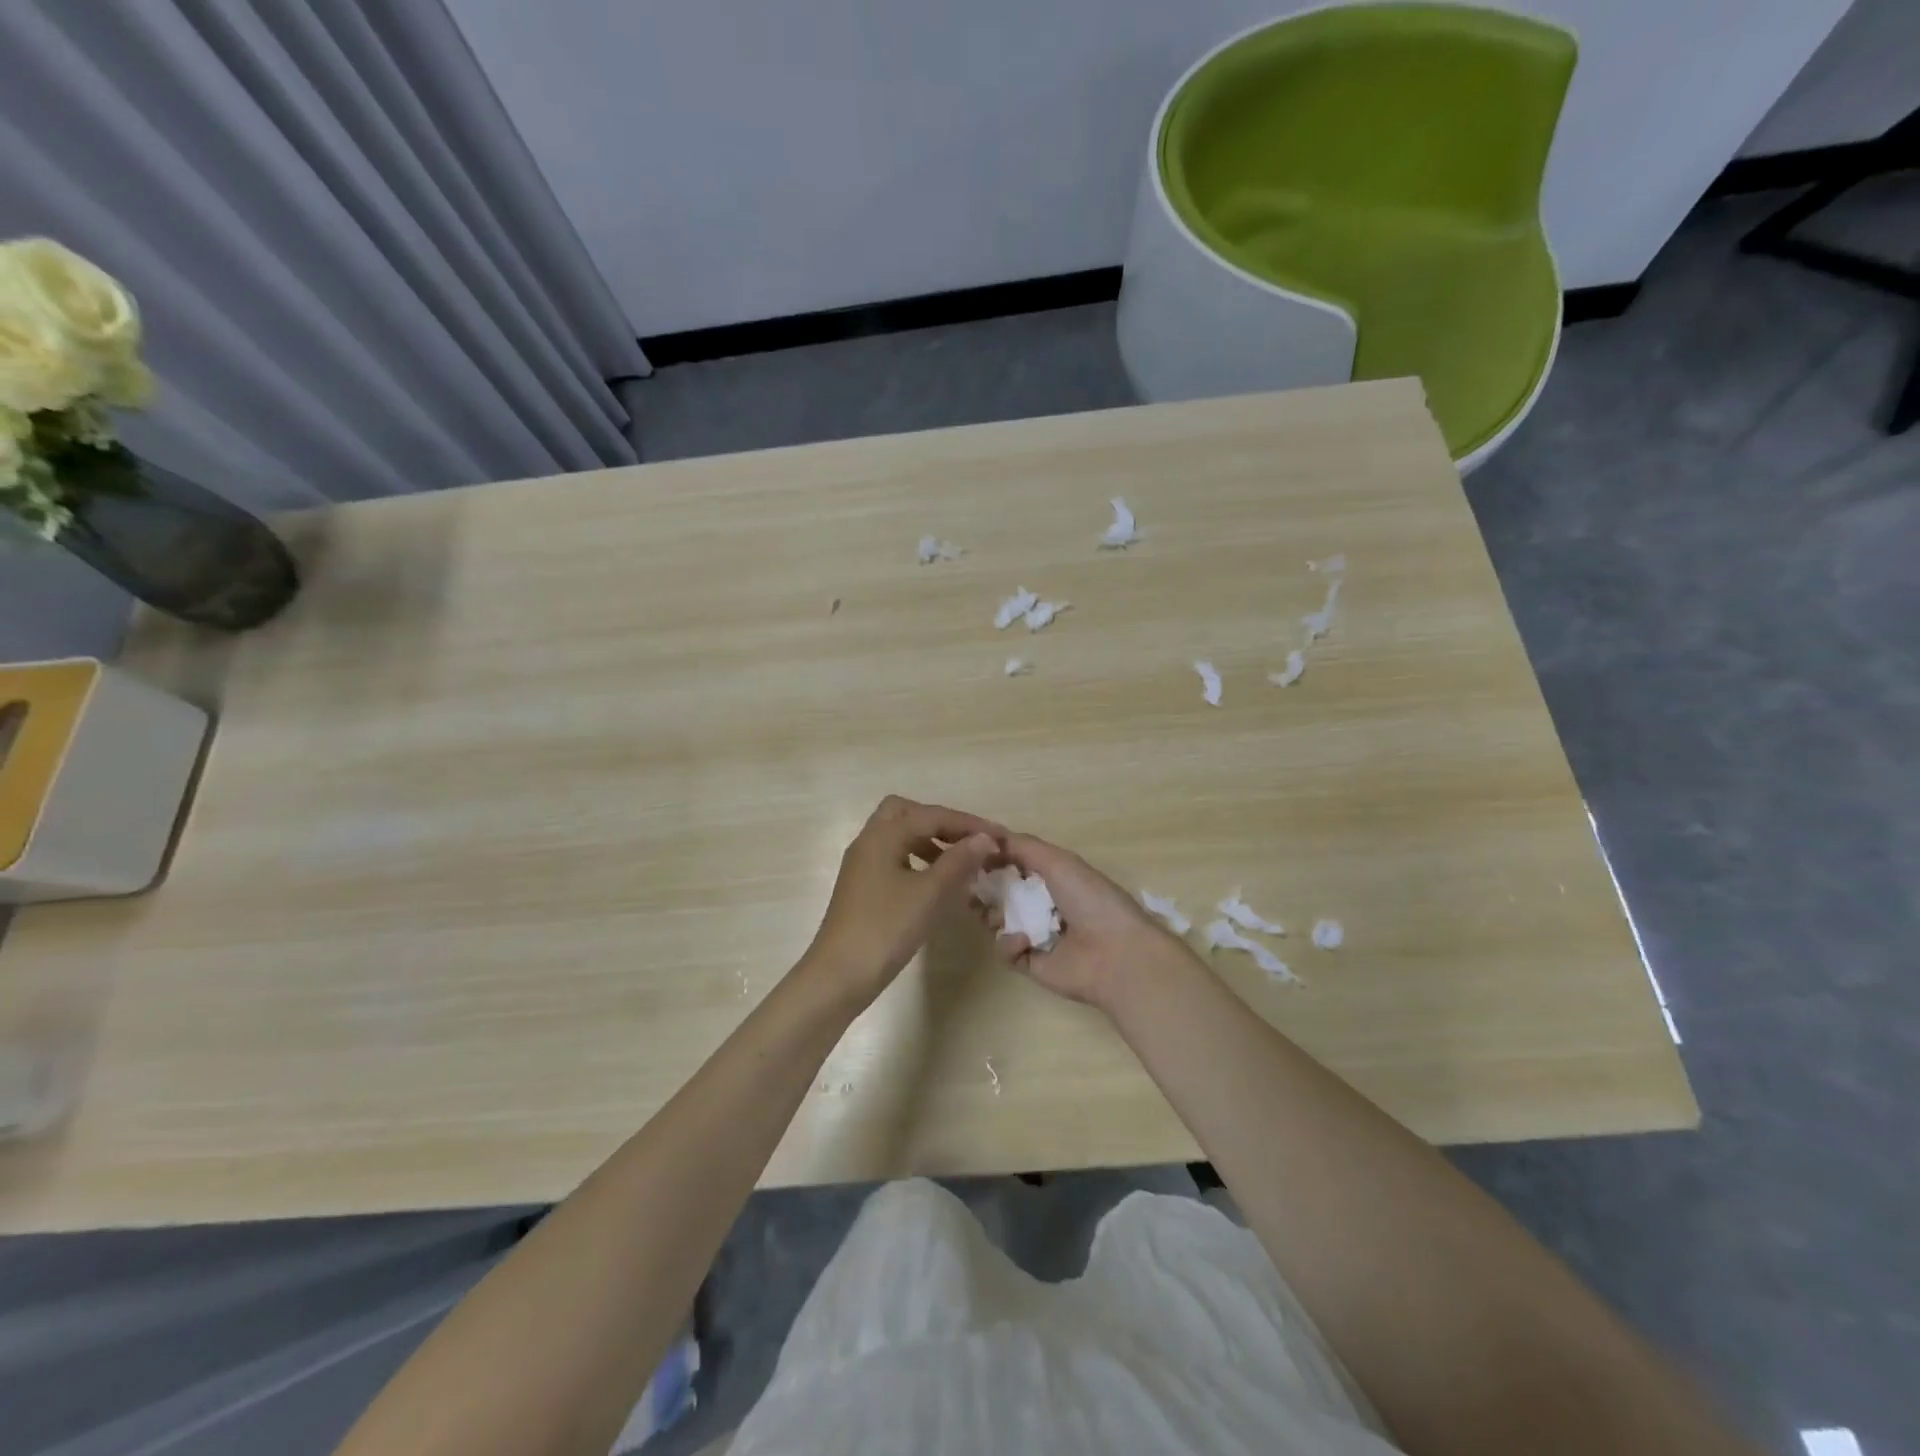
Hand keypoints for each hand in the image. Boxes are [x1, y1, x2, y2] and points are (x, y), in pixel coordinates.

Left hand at [801, 796, 1001, 1004]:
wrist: (839, 975)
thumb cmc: (885, 929)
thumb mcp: (929, 893)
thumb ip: (958, 861)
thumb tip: (984, 838)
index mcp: (883, 835)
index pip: (931, 815)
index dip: (968, 823)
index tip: (999, 836)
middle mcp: (869, 841)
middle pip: (907, 813)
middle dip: (940, 822)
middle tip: (968, 841)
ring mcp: (862, 864)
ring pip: (898, 835)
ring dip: (929, 840)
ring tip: (959, 862)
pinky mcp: (862, 886)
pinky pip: (894, 857)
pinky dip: (917, 859)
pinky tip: (935, 883)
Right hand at [981, 833, 1201, 1014]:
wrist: (1116, 955)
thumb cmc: (1090, 899)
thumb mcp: (1058, 861)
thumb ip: (1022, 846)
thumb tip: (987, 834)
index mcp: (1055, 876)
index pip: (1015, 864)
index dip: (992, 858)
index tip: (968, 852)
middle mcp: (1044, 903)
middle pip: (1002, 892)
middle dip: (983, 887)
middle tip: (965, 883)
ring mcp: (1036, 934)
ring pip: (998, 921)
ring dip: (990, 914)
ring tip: (989, 912)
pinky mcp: (1031, 963)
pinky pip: (1006, 950)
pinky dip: (1009, 943)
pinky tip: (1023, 941)